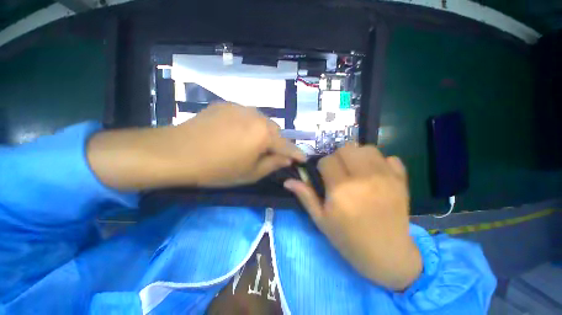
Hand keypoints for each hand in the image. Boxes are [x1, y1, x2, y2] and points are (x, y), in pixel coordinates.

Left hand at [87, 103, 304, 189]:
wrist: (177, 152)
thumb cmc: (217, 169)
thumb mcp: (249, 173)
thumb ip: (272, 164)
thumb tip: (286, 159)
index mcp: (264, 135)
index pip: (287, 146)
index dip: (296, 154)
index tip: (303, 159)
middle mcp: (257, 116)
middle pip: (275, 131)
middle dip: (277, 143)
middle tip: (271, 154)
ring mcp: (241, 107)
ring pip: (261, 121)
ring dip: (262, 133)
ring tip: (252, 143)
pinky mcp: (227, 104)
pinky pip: (246, 116)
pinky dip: (248, 125)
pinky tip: (236, 134)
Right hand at [284, 144, 421, 289]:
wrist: (387, 255)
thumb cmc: (348, 239)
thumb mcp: (321, 219)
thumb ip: (305, 196)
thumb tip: (288, 181)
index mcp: (341, 190)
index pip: (327, 161)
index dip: (322, 167)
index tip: (325, 176)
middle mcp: (363, 179)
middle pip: (346, 149)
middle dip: (338, 157)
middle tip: (339, 171)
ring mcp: (386, 178)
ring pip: (367, 149)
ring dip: (357, 156)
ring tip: (356, 170)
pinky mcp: (402, 181)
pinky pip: (391, 158)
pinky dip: (381, 162)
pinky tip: (376, 174)